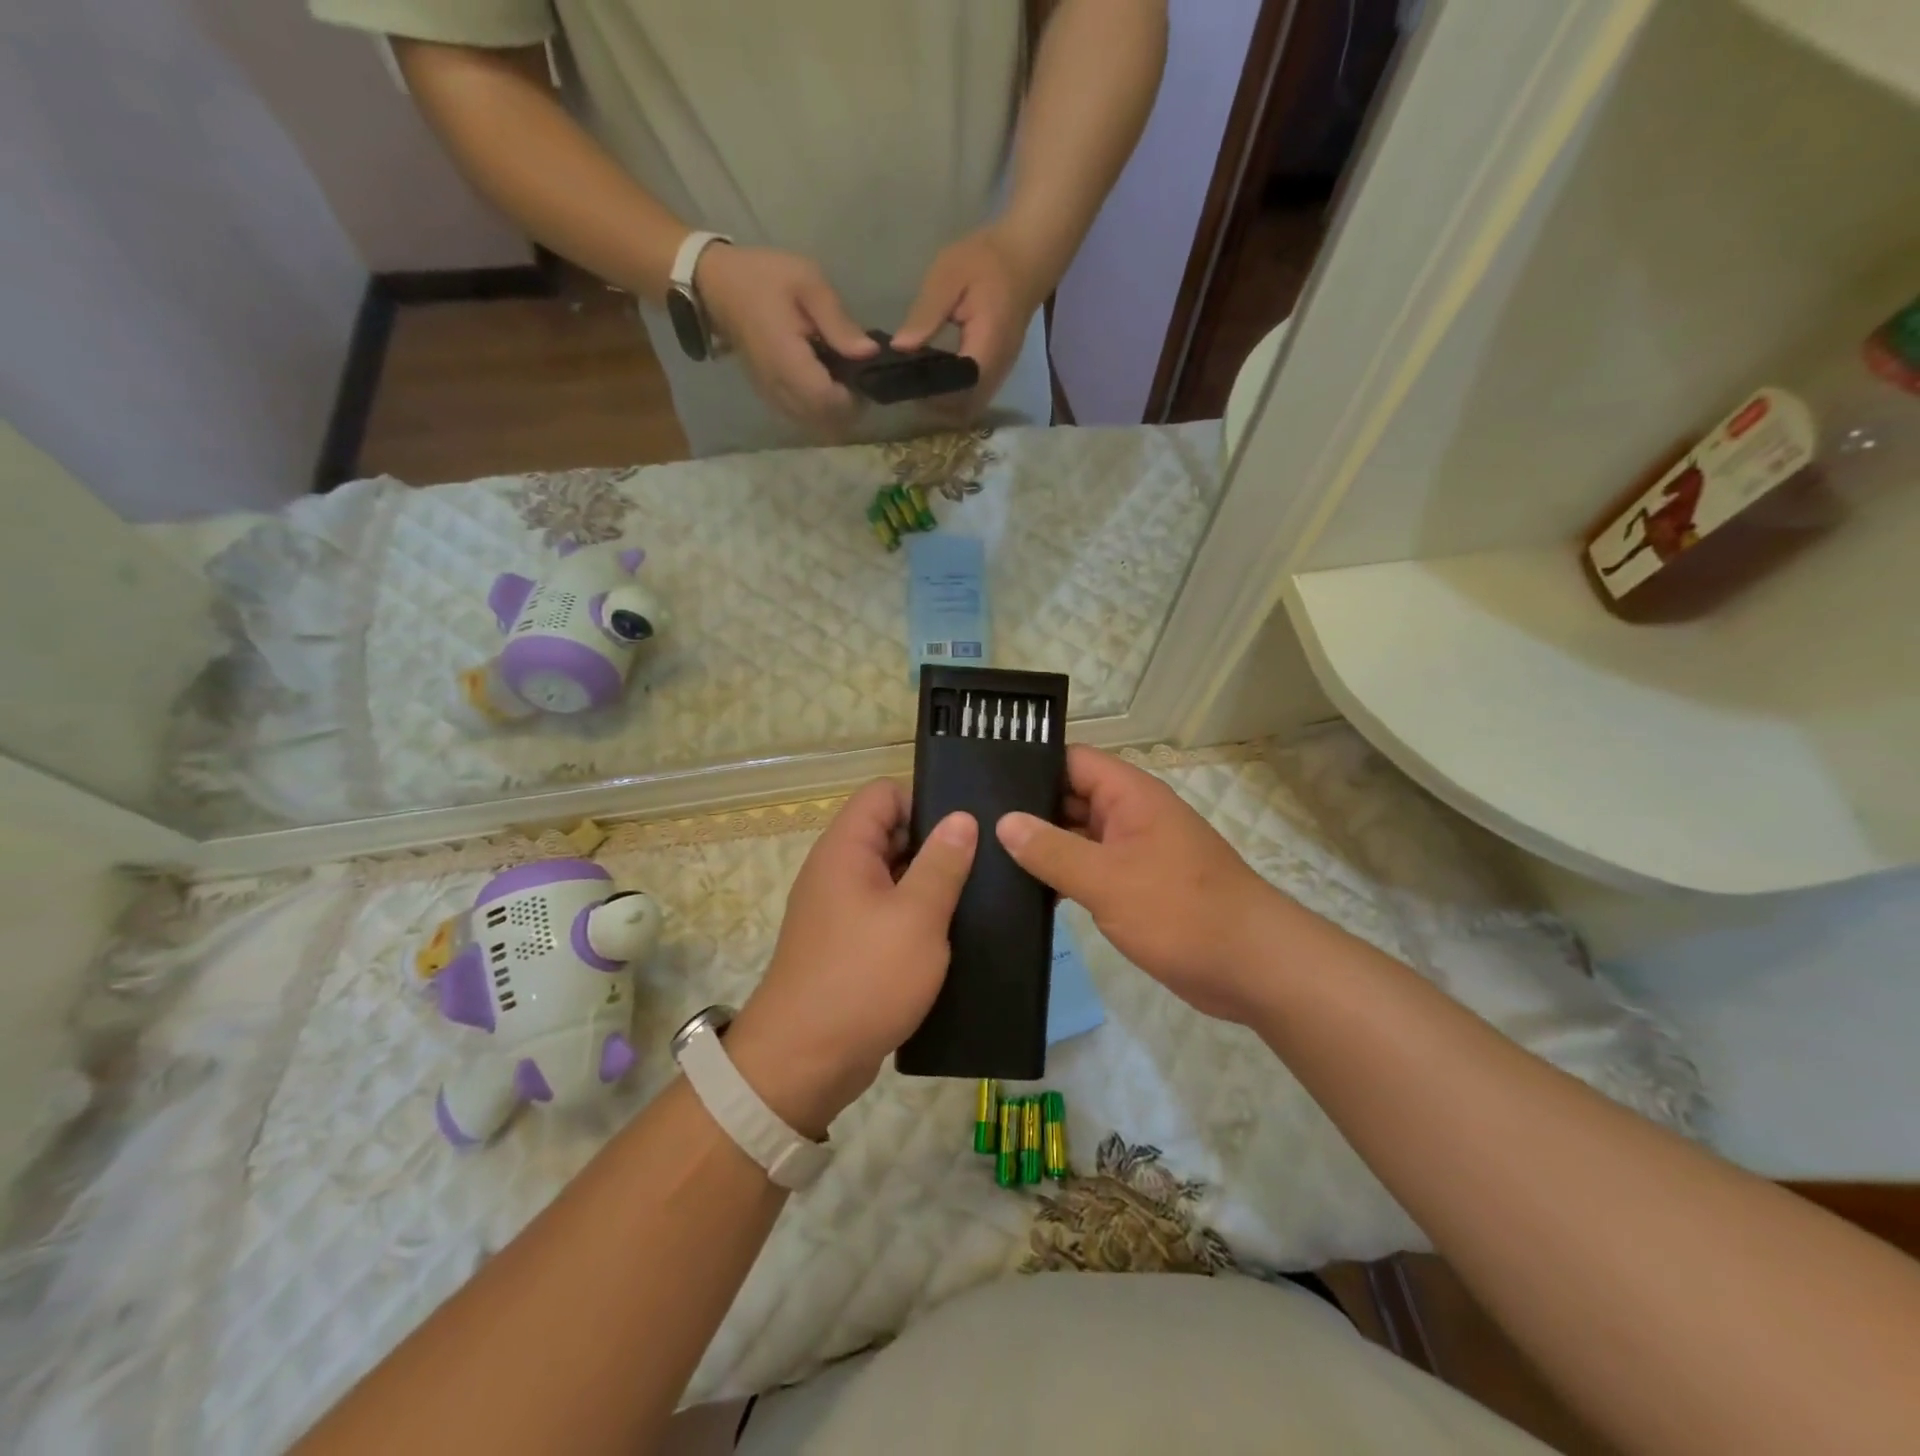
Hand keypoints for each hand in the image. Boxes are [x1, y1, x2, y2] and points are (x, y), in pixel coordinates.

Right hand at [695, 243, 877, 439]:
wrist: (718, 286)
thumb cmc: (764, 278)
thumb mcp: (808, 283)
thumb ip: (838, 321)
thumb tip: (870, 353)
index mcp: (788, 360)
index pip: (827, 401)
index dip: (853, 397)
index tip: (865, 376)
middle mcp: (779, 388)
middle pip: (824, 421)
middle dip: (849, 407)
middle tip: (860, 377)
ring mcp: (773, 397)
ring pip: (814, 424)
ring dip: (835, 411)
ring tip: (844, 379)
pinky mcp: (772, 398)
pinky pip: (803, 417)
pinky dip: (820, 409)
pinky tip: (825, 383)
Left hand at [727, 780, 976, 1137]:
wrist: (804, 1062)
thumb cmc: (863, 978)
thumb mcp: (916, 917)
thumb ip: (942, 863)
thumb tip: (962, 817)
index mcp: (846, 849)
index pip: (884, 792)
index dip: (925, 799)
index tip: (968, 824)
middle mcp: (839, 870)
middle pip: (891, 832)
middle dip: (937, 843)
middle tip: (989, 860)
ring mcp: (842, 908)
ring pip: (894, 876)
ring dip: (932, 883)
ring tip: (982, 895)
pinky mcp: (850, 943)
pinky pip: (888, 912)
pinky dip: (918, 916)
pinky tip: (956, 932)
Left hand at [891, 223, 1050, 422]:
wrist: (1027, 256)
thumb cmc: (988, 259)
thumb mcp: (948, 275)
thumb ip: (926, 314)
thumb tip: (899, 348)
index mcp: (985, 347)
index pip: (955, 389)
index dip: (929, 393)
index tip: (904, 382)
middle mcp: (995, 370)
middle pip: (963, 409)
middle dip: (934, 405)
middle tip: (907, 385)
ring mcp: (999, 375)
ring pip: (970, 409)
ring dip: (944, 405)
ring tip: (918, 384)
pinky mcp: (997, 373)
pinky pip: (974, 398)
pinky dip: (954, 398)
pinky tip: (935, 379)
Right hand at [996, 746, 1287, 1023]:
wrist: (1252, 966)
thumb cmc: (1180, 911)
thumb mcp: (1106, 879)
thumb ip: (1051, 850)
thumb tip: (1004, 822)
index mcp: (1129, 795)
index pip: (1071, 761)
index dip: (1030, 766)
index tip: (983, 782)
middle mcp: (1131, 815)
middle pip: (1070, 798)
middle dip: (1028, 811)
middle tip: (972, 826)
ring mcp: (1135, 851)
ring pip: (1078, 837)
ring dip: (1043, 848)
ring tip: (986, 858)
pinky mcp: (1137, 886)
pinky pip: (1091, 869)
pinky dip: (1063, 876)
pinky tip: (1026, 893)